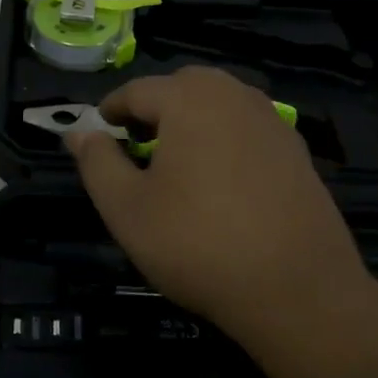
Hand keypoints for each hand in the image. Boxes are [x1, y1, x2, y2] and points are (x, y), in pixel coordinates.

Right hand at [66, 67, 368, 343]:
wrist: (298, 290)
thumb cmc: (198, 243)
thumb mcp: (127, 208)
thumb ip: (97, 162)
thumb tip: (78, 133)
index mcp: (189, 98)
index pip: (136, 91)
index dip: (110, 111)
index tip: (98, 135)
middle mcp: (233, 94)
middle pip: (181, 87)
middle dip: (153, 109)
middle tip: (137, 147)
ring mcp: (271, 120)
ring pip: (218, 103)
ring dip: (192, 120)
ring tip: (178, 163)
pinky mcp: (296, 149)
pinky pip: (247, 128)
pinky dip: (225, 139)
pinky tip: (223, 180)